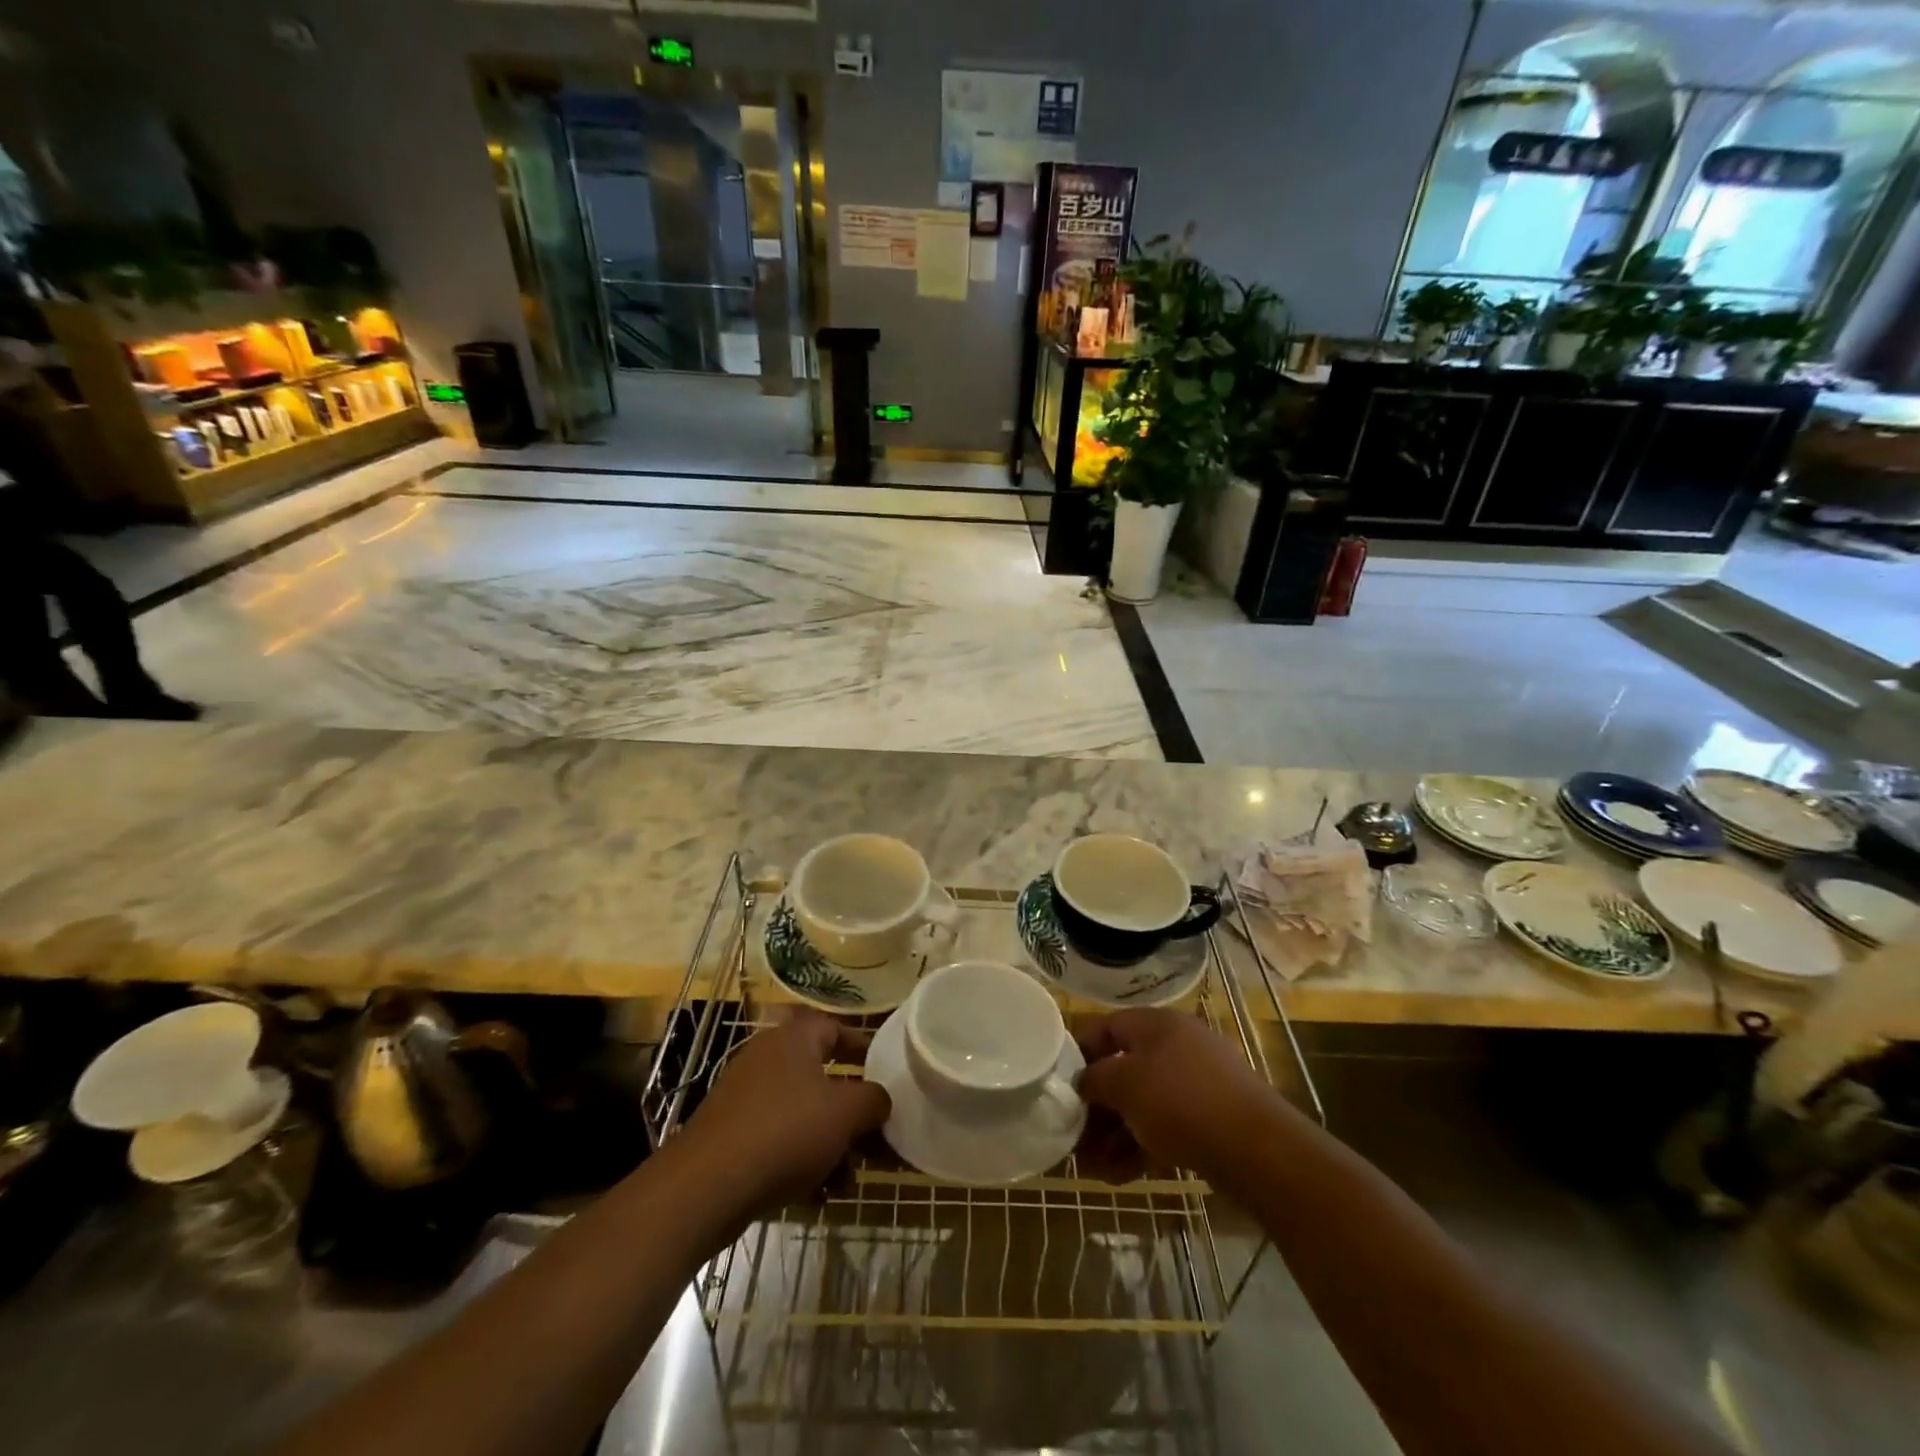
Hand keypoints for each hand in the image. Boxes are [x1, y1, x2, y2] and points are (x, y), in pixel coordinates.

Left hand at [686, 1011, 889, 1208]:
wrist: (707, 1186)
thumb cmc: (785, 1132)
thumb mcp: (845, 1113)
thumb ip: (873, 1100)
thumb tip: (881, 1099)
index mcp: (793, 1038)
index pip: (834, 1027)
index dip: (862, 1046)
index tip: (884, 1069)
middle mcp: (767, 1058)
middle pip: (820, 1075)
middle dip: (849, 1108)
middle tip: (873, 1132)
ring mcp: (744, 1096)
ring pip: (801, 1111)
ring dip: (828, 1140)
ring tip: (848, 1176)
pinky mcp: (730, 1133)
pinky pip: (777, 1137)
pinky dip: (799, 1158)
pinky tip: (816, 1192)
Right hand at [1075, 1009, 1292, 1187]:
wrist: (1258, 1150)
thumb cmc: (1182, 1102)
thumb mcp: (1126, 1085)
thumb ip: (1095, 1079)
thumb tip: (1083, 1082)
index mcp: (1156, 1025)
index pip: (1106, 1026)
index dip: (1078, 1051)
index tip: (1057, 1081)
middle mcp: (1176, 1047)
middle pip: (1123, 1070)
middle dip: (1095, 1106)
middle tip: (1071, 1136)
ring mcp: (1196, 1084)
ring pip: (1142, 1105)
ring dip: (1112, 1134)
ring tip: (1089, 1168)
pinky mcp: (1210, 1120)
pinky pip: (1164, 1127)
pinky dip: (1139, 1148)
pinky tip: (1117, 1177)